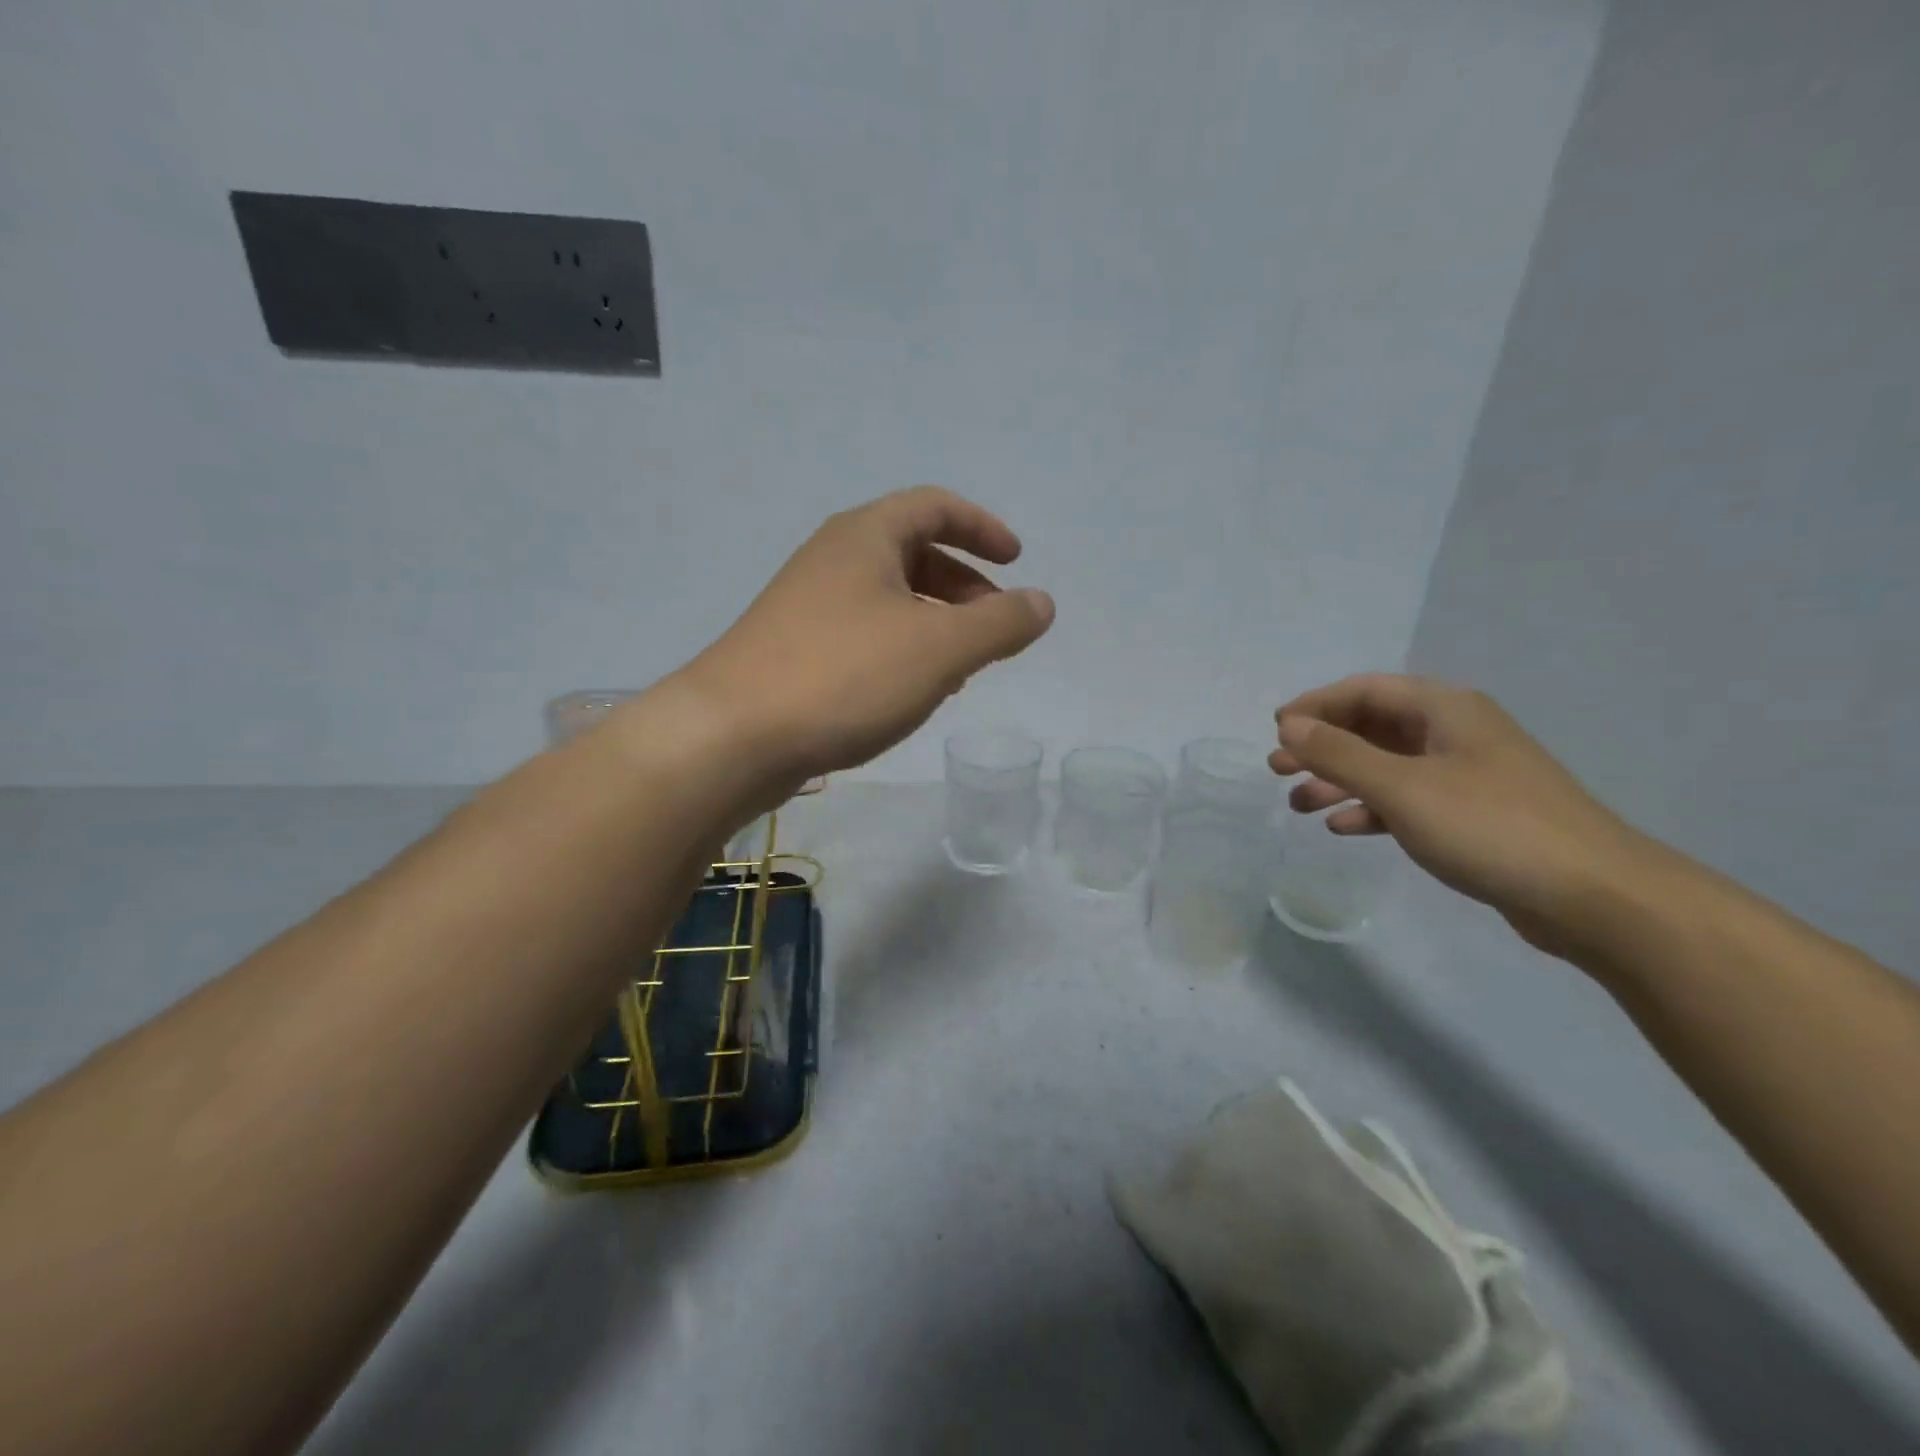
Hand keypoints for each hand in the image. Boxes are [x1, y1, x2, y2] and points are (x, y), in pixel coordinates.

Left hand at [677, 486, 1054, 790]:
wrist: (732, 736)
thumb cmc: (845, 676)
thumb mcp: (940, 648)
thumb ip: (1000, 623)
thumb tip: (1043, 602)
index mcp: (865, 536)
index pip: (935, 506)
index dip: (982, 527)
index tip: (1016, 561)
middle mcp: (832, 559)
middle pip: (912, 552)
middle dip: (963, 584)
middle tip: (993, 625)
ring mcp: (806, 605)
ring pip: (888, 598)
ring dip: (933, 621)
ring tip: (961, 666)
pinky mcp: (792, 650)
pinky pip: (863, 633)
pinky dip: (900, 648)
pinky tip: (910, 690)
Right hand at [1271, 675, 1648, 952]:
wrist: (1594, 896)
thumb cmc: (1490, 826)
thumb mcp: (1402, 787)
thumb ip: (1339, 754)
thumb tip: (1288, 726)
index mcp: (1444, 710)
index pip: (1364, 691)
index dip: (1314, 706)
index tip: (1275, 731)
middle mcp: (1455, 733)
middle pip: (1372, 727)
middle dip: (1321, 746)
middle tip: (1277, 769)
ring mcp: (1466, 775)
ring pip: (1386, 766)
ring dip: (1339, 781)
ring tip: (1298, 804)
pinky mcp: (1473, 815)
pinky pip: (1407, 800)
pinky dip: (1371, 809)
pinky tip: (1344, 828)